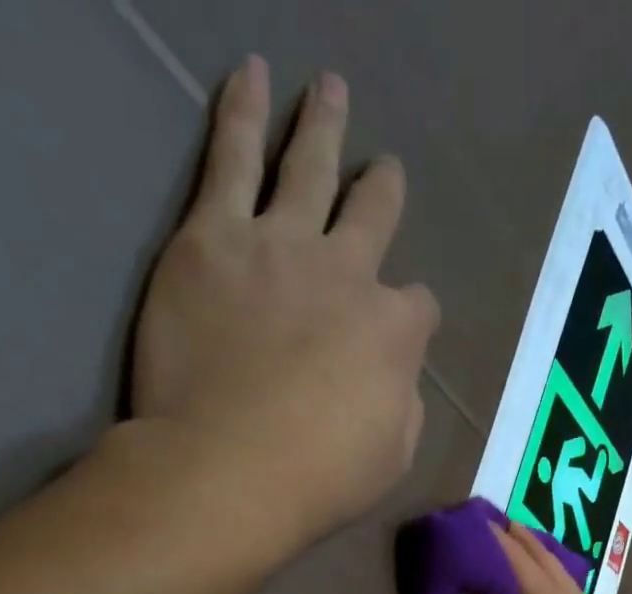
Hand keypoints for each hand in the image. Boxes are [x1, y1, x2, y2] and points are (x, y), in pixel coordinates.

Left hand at [127, 57, 439, 555]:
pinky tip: (250, 77)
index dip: (413, 315)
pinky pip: (230, 157)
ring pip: (308, 167)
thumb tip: (395, 378)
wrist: (230, 468)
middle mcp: (347, 273)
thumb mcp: (393, 456)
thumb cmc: (320, 478)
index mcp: (394, 333)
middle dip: (382, 191)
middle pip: (373, 215)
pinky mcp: (213, 237)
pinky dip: (241, 113)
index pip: (418, 306)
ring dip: (323, 126)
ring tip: (329, 89)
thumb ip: (402, 404)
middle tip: (384, 169)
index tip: (404, 325)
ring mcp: (280, 245)